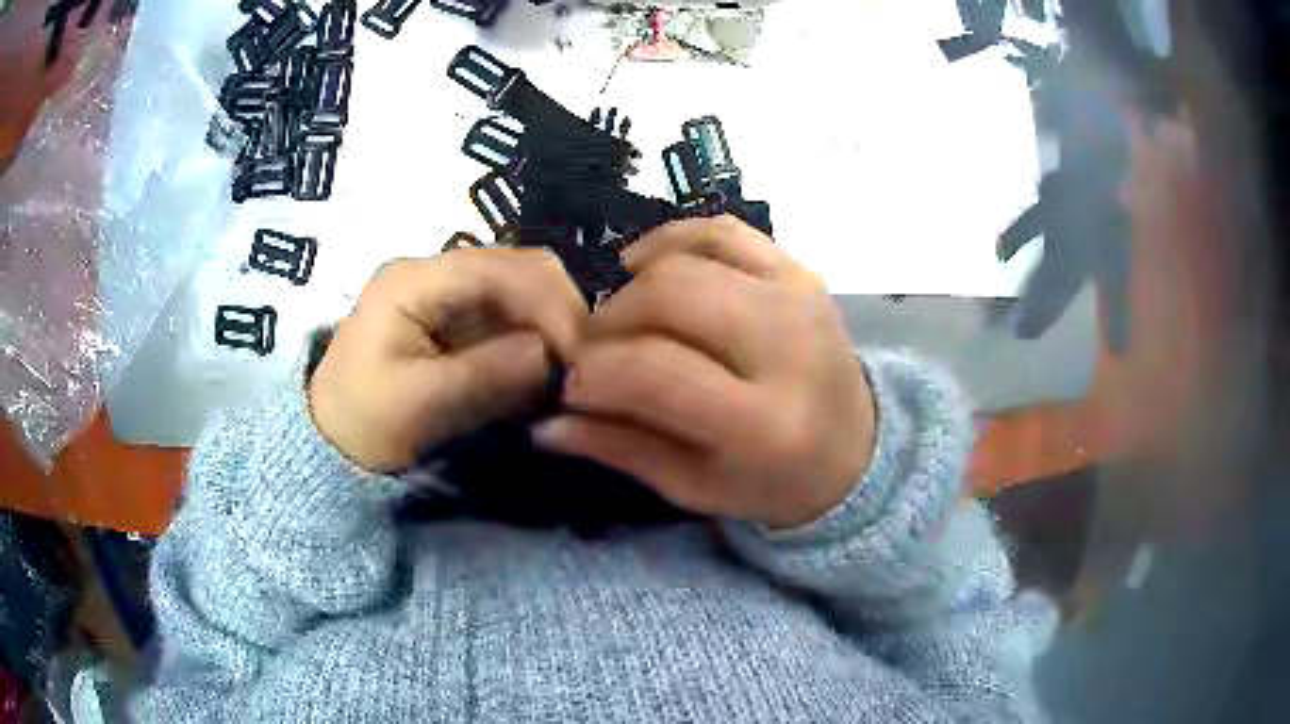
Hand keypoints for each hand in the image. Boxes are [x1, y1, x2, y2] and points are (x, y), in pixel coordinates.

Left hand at [310, 250, 585, 471]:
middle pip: (521, 268)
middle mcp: (436, 270)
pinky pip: (512, 316)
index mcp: (415, 279)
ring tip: (567, 374)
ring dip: (553, 327)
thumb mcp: (418, 406)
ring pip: (524, 290)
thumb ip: (484, 375)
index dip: (552, 305)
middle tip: (582, 368)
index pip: (503, 269)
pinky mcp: (457, 316)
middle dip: (561, 313)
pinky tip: (544, 374)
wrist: (330, 439)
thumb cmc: (362, 422)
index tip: (581, 359)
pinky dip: (537, 341)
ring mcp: (448, 292)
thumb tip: (550, 356)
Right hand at [535, 216, 875, 528]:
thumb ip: (621, 449)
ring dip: (633, 286)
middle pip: (668, 297)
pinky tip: (643, 264)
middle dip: (609, 322)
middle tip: (595, 353)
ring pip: (688, 260)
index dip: (595, 374)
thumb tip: (544, 425)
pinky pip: (722, 230)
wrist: (853, 448)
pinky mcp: (799, 270)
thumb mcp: (694, 486)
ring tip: (621, 321)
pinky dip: (672, 238)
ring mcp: (798, 297)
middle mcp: (788, 347)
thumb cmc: (771, 481)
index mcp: (764, 423)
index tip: (573, 387)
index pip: (653, 372)